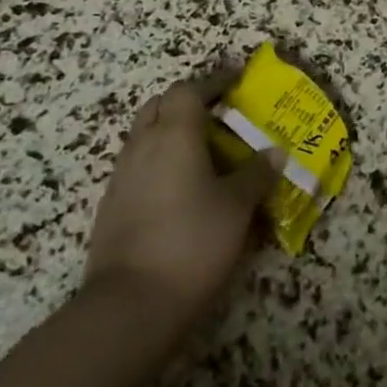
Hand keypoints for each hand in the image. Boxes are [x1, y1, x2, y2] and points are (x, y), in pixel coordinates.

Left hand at [83, 79, 283, 336]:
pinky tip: (178, 188)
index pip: (189, 89)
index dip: (213, 83)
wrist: (130, 303)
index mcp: (175, 133)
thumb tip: (276, 152)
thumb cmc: (192, 241)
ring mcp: (122, 174)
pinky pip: (136, 164)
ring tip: (201, 153)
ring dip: (169, 132)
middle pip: (160, 105)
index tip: (236, 85)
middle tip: (217, 118)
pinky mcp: (111, 203)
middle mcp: (143, 143)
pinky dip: (157, 161)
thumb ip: (256, 174)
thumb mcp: (236, 207)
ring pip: (144, 134)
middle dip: (187, 104)